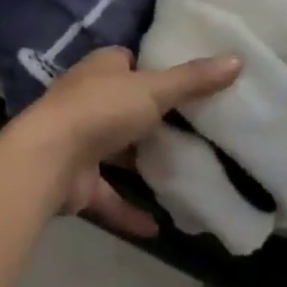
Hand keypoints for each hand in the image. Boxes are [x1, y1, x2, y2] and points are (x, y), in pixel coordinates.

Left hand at [11, 47, 241, 238]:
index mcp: (103, 68)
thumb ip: (193, 79)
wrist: (49, 158)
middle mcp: (89, 98)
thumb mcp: (153, 89)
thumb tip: (238, 59)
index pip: (130, 62)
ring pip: (118, 150)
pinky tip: (158, 226)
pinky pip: (110, 195)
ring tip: (182, 173)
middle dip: (152, 118)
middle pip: (126, 105)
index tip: (188, 84)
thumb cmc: (101, 109)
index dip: (154, 70)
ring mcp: (81, 140)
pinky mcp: (79, 180)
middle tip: (195, 130)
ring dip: (141, 162)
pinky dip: (130, 210)